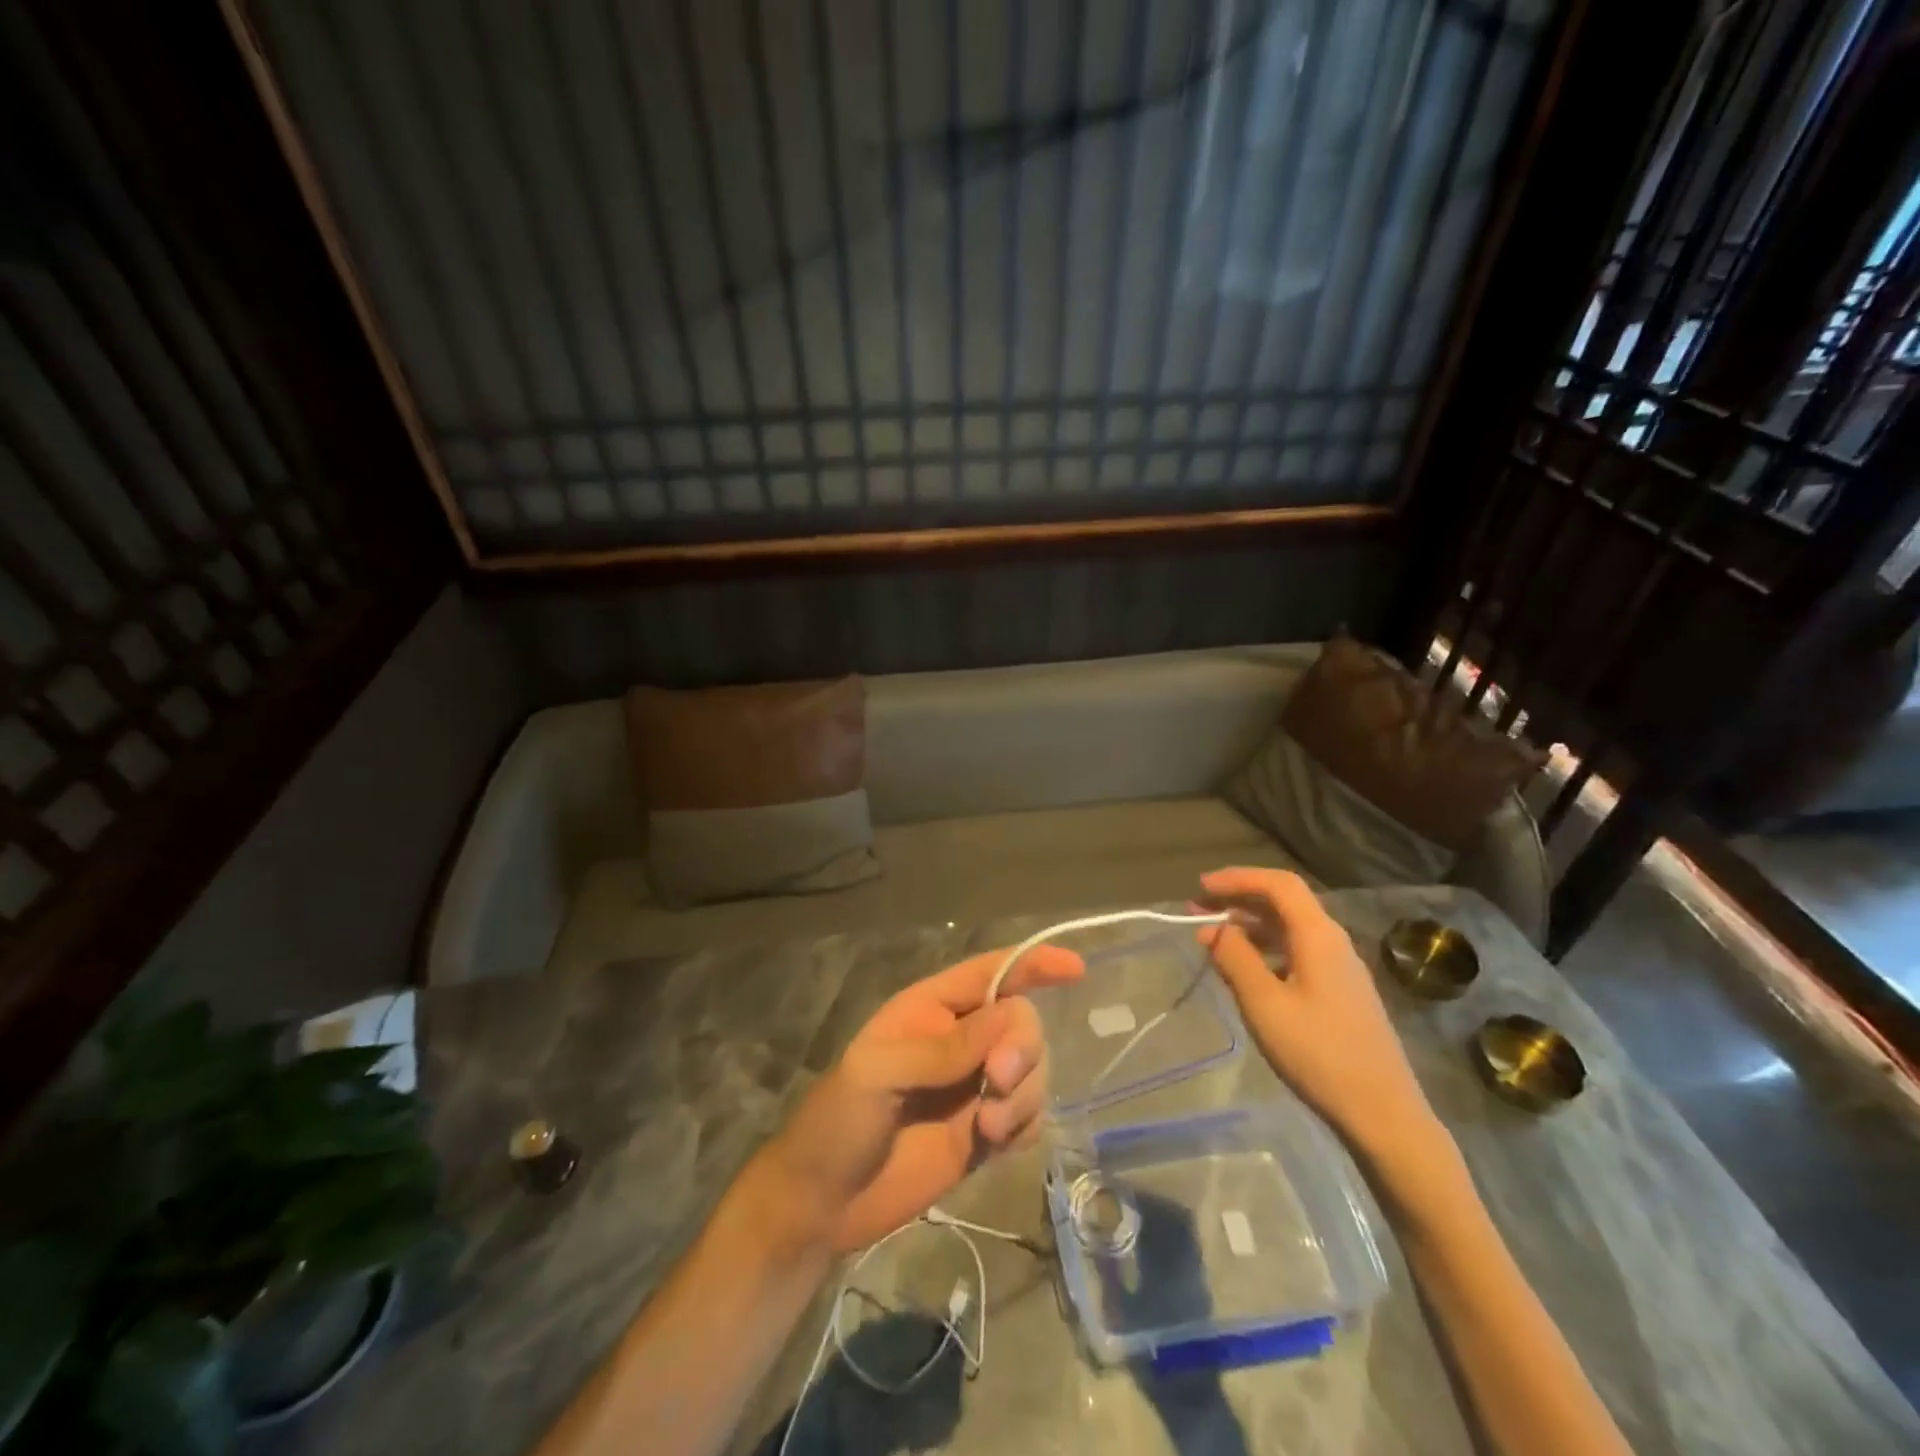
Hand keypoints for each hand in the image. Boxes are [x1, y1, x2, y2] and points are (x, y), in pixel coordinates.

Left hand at [762, 944, 1082, 1251]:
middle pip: (1021, 1022)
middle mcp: (960, 1040)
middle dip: (1022, 1047)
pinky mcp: (985, 1133)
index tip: (1074, 968)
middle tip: (997, 1082)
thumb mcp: (878, 1072)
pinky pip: (1029, 1115)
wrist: (825, 1203)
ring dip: (1025, 1093)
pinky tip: (996, 1144)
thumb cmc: (838, 1120)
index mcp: (931, 1009)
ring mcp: (975, 1087)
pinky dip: (1026, 1124)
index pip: (990, 973)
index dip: (1032, 964)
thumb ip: (942, 1048)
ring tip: (989, 1127)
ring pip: (1033, 1069)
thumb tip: (1007, 1019)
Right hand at [1195, 867, 1436, 1159]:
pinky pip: (1297, 952)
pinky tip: (1245, 968)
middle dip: (1238, 900)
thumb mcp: (1265, 1004)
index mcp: (1319, 936)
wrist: (1383, 1114)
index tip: (1200, 887)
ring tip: (1212, 938)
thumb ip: (1235, 958)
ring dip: (1250, 925)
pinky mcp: (1341, 992)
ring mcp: (1340, 968)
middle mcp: (1333, 942)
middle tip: (1197, 910)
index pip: (1279, 884)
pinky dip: (1265, 948)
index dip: (1238, 878)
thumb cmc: (1319, 1054)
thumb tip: (1213, 928)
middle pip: (1284, 903)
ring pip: (1290, 929)